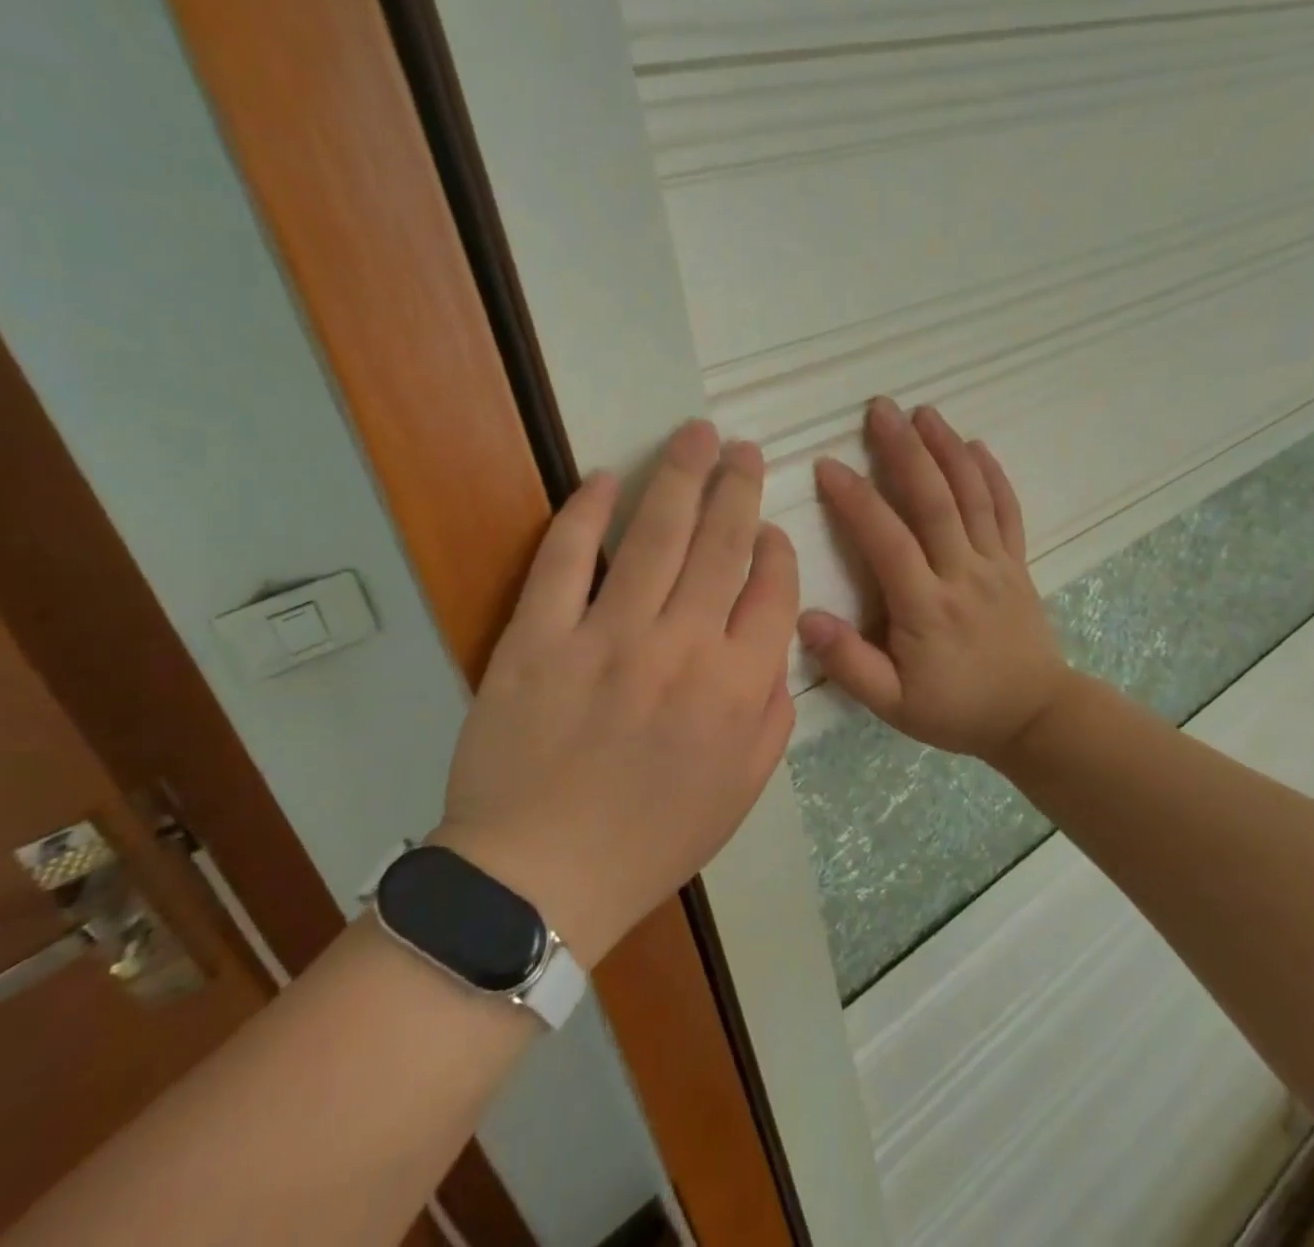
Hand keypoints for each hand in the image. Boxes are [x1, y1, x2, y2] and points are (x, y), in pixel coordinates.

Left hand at [432, 419, 798, 966]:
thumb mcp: (742, 791)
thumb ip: (773, 714)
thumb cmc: (652, 839)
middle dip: (738, 488)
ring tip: (696, 434)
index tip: (769, 528)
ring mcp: (606, 635)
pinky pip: (564, 559)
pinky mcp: (537, 636)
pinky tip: (604, 479)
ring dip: (680, 476)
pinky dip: (584, 513)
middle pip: (721, 544)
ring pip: (654, 535)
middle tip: (743, 448)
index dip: (775, 550)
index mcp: (736, 687)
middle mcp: (681, 646)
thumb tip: (776, 648)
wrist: (540, 878)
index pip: (772, 591)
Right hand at [799, 397, 1071, 766]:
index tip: (828, 464)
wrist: (1035, 717)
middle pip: (934, 500)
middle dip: (905, 450)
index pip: (887, 540)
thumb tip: (804, 617)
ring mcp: (996, 563)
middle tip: (880, 408)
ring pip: (972, 495)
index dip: (856, 500)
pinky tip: (977, 445)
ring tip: (924, 411)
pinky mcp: (1018, 563)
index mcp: (927, 606)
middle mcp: (963, 573)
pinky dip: (993, 474)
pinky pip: (1007, 510)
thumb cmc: (958, 710)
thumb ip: (850, 664)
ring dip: (948, 448)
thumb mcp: (894, 705)